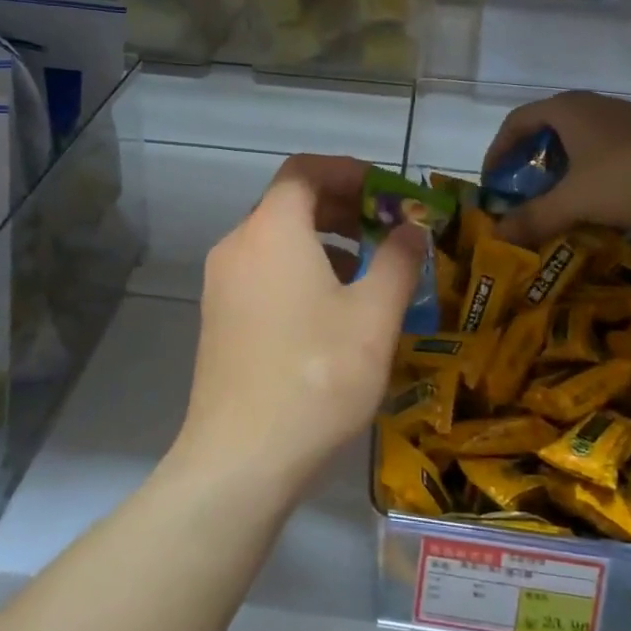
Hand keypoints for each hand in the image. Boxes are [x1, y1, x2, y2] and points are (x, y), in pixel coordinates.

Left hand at [175, 154, 424, 502]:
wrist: (241, 459)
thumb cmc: (317, 376)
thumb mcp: (374, 315)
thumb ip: (398, 260)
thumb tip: (412, 229)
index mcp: (273, 230)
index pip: (305, 170)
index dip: (350, 171)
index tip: (388, 192)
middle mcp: (239, 244)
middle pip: (290, 201)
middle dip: (343, 206)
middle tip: (386, 228)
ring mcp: (222, 283)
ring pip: (277, 238)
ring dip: (323, 240)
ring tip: (367, 270)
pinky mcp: (218, 317)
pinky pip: (263, 270)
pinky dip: (300, 268)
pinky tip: (332, 308)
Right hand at [483, 91, 630, 247]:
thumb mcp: (576, 201)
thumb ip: (534, 217)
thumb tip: (496, 234)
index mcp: (567, 110)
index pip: (516, 122)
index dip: (497, 151)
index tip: (492, 182)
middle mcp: (592, 106)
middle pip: (546, 129)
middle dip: (529, 162)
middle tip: (523, 194)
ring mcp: (625, 119)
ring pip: (578, 141)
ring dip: (561, 169)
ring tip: (559, 201)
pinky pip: (604, 150)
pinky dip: (589, 172)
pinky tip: (601, 200)